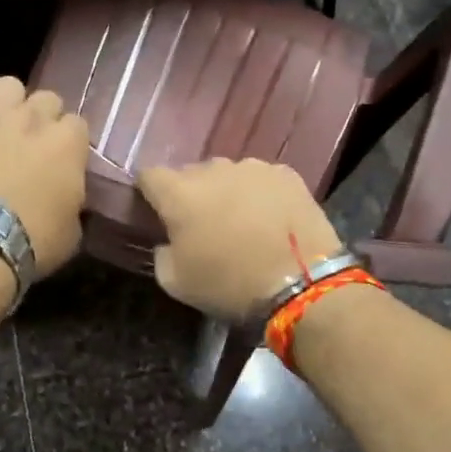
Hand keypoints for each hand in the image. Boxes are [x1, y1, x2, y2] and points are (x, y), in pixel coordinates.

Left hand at [0, 77, 90, 274]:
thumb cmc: (33, 242)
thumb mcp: (72, 230)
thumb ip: (73, 200)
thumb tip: (66, 193)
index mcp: (68, 144)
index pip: (78, 125)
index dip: (71, 143)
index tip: (64, 161)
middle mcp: (33, 120)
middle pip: (47, 99)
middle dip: (44, 118)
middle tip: (34, 144)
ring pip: (8, 85)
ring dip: (10, 102)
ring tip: (3, 125)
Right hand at [137, 158, 345, 321]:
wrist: (301, 282)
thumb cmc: (229, 283)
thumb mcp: (176, 283)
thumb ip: (162, 254)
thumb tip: (169, 242)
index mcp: (179, 193)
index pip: (150, 176)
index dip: (149, 191)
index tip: (156, 210)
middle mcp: (213, 169)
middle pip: (191, 174)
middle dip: (192, 194)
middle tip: (203, 224)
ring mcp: (253, 168)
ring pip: (228, 175)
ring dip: (227, 192)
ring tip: (241, 222)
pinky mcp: (286, 174)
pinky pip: (261, 180)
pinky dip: (259, 195)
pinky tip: (270, 219)